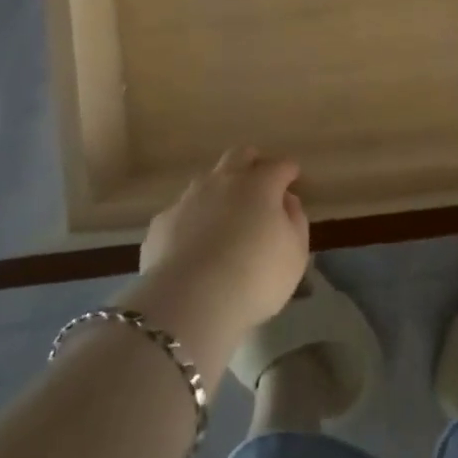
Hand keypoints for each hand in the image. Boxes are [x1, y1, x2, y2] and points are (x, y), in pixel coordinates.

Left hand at [137, 149, 309, 344]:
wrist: (190, 302)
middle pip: (240, 155)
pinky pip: (183, 211)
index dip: (289, 171)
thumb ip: (295, 221)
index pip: (280, 166)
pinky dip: (193, 220)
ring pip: (207, 180)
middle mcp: (223, 181)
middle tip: (260, 184)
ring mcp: (188, 198)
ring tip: (226, 218)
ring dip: (220, 190)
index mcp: (260, 184)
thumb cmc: (255, 277)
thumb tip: (287, 201)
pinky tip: (195, 244)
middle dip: (253, 163)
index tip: (293, 180)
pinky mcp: (162, 222)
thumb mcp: (295, 254)